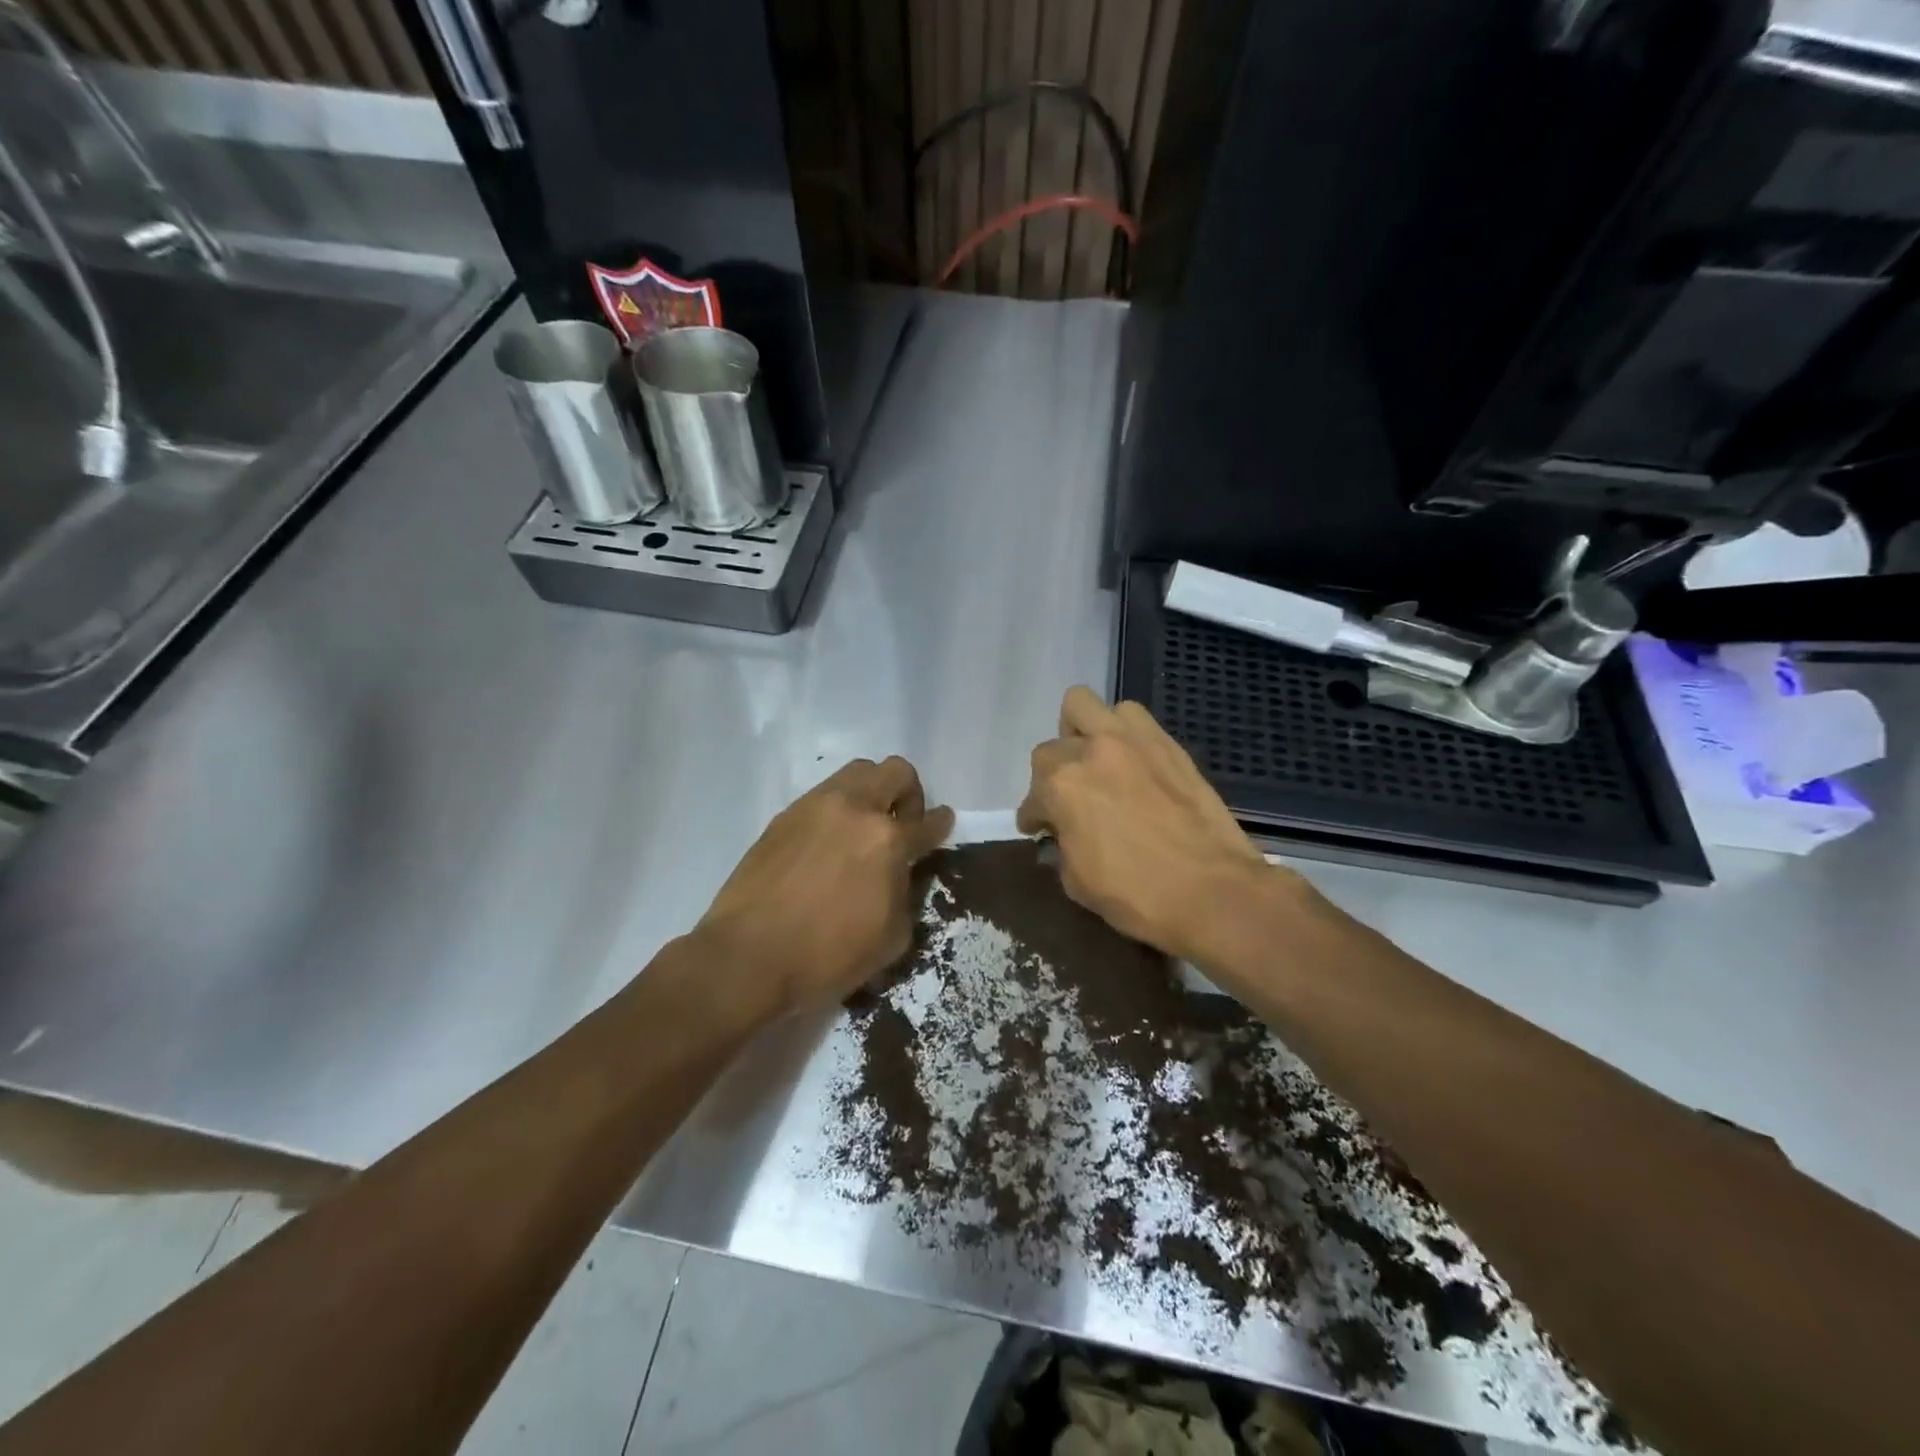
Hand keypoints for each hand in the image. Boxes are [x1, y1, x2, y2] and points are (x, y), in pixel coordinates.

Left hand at [695, 757, 953, 1019]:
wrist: (748, 957)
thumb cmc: (827, 957)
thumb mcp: (891, 939)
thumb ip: (905, 895)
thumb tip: (900, 875)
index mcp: (888, 840)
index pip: (928, 822)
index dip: (941, 823)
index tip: (941, 823)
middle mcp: (855, 810)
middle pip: (895, 771)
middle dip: (908, 793)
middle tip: (901, 824)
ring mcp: (816, 807)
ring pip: (857, 773)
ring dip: (871, 792)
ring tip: (863, 829)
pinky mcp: (785, 815)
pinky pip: (823, 795)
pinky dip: (837, 809)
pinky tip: (828, 844)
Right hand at [1017, 686, 1291, 965]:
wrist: (1213, 892)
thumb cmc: (1136, 895)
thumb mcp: (1077, 882)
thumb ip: (1062, 846)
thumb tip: (1063, 834)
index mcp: (1062, 786)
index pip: (1032, 795)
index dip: (1034, 817)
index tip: (1040, 830)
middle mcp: (1091, 751)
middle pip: (1052, 745)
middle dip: (1053, 773)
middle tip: (1068, 797)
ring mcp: (1132, 741)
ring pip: (1088, 707)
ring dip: (1083, 732)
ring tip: (1096, 762)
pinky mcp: (1167, 744)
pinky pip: (1133, 719)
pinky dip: (1122, 734)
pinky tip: (1130, 763)